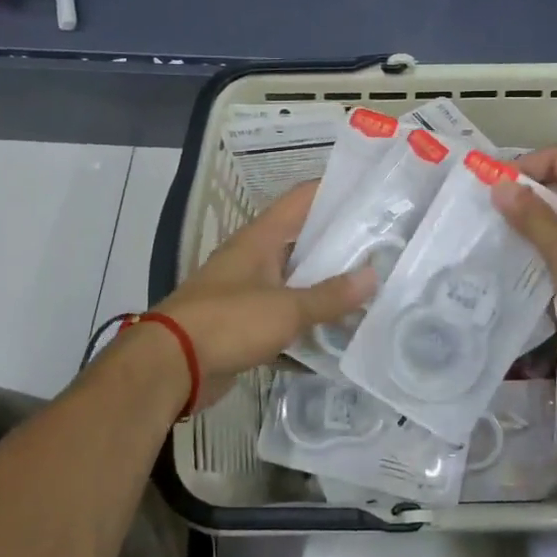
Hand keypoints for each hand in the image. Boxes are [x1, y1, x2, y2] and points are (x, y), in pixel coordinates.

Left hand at [149, 181, 373, 407]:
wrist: (172, 366)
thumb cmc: (229, 321)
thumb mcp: (286, 308)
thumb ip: (330, 295)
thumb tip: (373, 276)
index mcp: (261, 238)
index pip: (302, 199)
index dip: (335, 191)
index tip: (371, 195)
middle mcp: (254, 257)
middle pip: (302, 240)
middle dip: (340, 244)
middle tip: (383, 247)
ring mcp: (247, 291)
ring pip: (295, 281)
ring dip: (325, 287)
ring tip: (370, 289)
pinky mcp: (244, 324)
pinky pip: (283, 317)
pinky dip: (306, 325)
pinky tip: (338, 336)